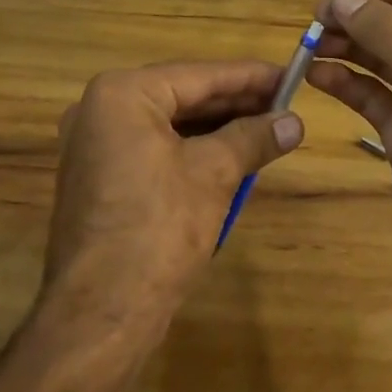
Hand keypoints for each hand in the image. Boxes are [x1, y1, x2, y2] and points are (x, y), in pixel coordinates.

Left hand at [42, 62, 304, 330]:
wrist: (100, 318)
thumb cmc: (158, 230)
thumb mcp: (214, 174)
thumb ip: (254, 137)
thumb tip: (295, 121)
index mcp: (121, 94)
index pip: (199, 75)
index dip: (250, 76)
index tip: (289, 74)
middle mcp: (100, 110)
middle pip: (183, 95)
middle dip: (235, 103)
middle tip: (284, 103)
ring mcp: (95, 146)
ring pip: (170, 124)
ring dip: (217, 127)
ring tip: (266, 127)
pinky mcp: (100, 178)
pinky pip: (155, 148)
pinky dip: (192, 150)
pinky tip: (231, 155)